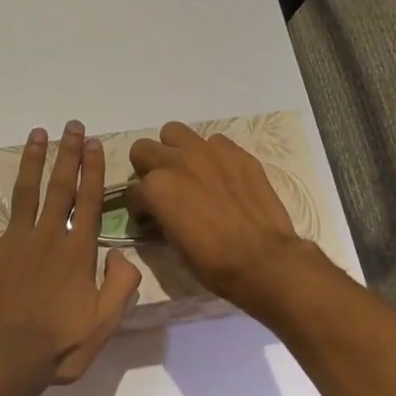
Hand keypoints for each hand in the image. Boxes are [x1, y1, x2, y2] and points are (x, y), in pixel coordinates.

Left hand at [0, 121, 141, 387]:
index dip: (93, 170)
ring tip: (38, 133)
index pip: (88, 200)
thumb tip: (123, 253)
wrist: (5, 359)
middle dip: (68, 153)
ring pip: (25, 190)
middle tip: (72, 126)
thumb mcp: (105, 323)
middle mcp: (48, 236)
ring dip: (32, 160)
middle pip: (60, 186)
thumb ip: (122, 285)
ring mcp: (14, 240)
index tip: (94, 144)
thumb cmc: (59, 345)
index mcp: (77, 251)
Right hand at [126, 122, 320, 312]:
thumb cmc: (213, 263)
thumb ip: (160, 216)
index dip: (139, 206)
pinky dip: (211, 155)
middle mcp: (176, 162)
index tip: (149, 217)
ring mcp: (207, 152)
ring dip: (174, 150)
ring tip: (187, 171)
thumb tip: (159, 211)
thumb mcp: (173, 244)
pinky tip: (220, 175)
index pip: (132, 190)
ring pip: (174, 132)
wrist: (263, 259)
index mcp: (156, 188)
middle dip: (147, 167)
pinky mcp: (235, 152)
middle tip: (162, 187)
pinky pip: (213, 141)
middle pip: (143, 149)